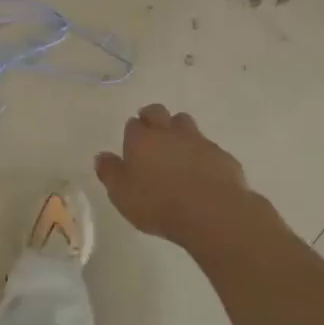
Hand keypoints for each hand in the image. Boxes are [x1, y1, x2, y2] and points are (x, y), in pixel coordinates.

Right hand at [94, 104, 276, 252]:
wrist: (211, 211)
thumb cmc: (158, 203)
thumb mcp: (122, 194)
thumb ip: (110, 173)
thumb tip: (102, 156)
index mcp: (142, 139)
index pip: (133, 124)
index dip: (132, 132)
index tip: (132, 144)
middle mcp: (169, 132)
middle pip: (159, 112)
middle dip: (153, 117)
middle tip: (151, 133)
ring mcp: (198, 141)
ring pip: (185, 124)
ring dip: (179, 132)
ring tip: (177, 151)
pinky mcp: (221, 156)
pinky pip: (208, 148)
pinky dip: (202, 155)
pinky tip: (202, 173)